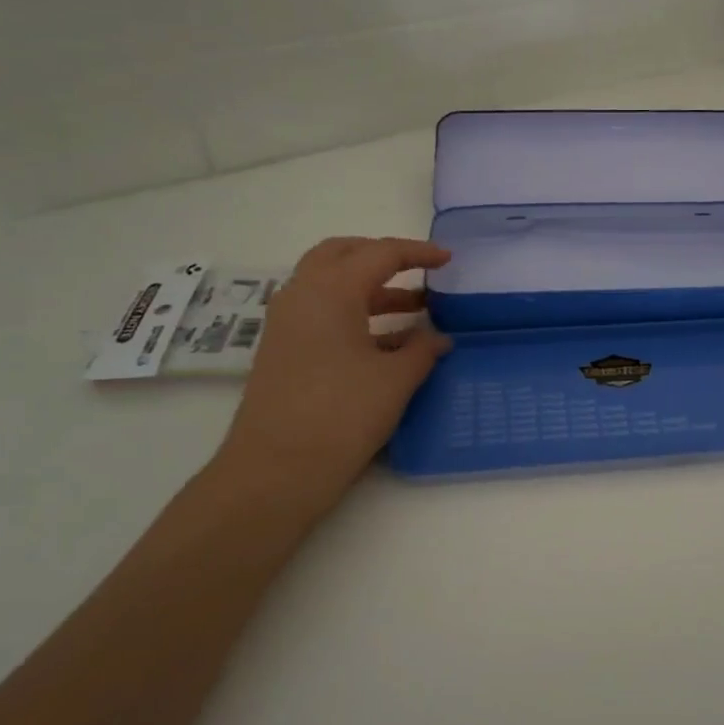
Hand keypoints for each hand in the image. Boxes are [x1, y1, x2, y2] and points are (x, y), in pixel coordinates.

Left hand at [208, 237, 452, 513]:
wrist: (275, 471)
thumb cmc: (341, 415)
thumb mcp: (395, 380)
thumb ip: (422, 350)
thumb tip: (439, 338)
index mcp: (331, 290)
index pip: (380, 253)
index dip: (418, 253)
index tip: (448, 259)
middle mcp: (302, 295)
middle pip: (343, 254)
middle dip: (382, 256)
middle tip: (417, 270)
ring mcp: (286, 323)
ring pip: (329, 284)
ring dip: (370, 288)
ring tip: (414, 309)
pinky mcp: (283, 350)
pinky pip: (321, 312)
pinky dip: (354, 313)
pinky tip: (387, 342)